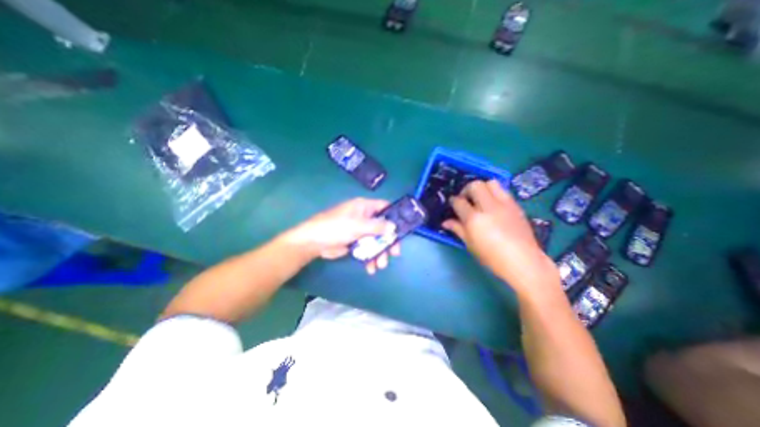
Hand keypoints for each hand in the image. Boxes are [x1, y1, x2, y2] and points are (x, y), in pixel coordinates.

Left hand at [287, 198, 398, 273]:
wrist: (313, 242)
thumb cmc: (335, 228)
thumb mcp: (357, 225)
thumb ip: (376, 226)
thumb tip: (394, 227)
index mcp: (364, 207)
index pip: (384, 207)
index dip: (395, 216)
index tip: (402, 229)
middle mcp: (364, 217)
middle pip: (383, 227)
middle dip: (388, 241)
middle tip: (394, 253)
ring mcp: (360, 230)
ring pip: (376, 240)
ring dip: (379, 253)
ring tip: (380, 266)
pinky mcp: (355, 242)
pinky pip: (367, 249)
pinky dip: (370, 258)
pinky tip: (370, 268)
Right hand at [444, 178, 559, 290]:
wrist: (524, 262)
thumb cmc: (492, 257)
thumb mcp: (470, 245)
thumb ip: (458, 229)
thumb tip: (445, 222)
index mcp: (474, 219)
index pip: (459, 202)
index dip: (453, 201)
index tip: (453, 203)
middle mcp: (488, 207)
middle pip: (475, 185)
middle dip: (467, 189)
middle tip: (466, 199)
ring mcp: (504, 205)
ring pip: (491, 183)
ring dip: (482, 187)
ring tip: (480, 198)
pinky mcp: (516, 206)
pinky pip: (503, 191)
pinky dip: (494, 193)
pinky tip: (493, 205)